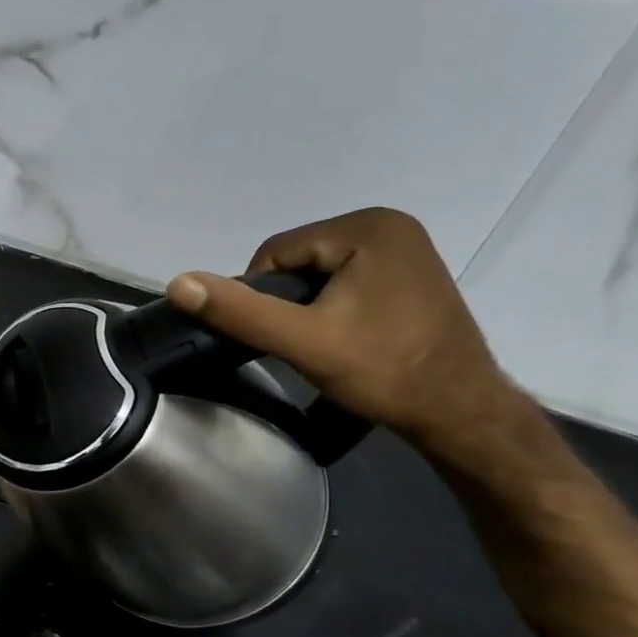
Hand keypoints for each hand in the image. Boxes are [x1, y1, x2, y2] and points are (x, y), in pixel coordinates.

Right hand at [166, 208, 519, 450]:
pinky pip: (345, 280)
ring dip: (307, 307)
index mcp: (369, 227)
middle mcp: (390, 224)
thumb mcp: (301, 340)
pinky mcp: (409, 273)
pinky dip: (332, 307)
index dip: (262, 297)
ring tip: (325, 344)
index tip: (281, 336)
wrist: (460, 412)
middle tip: (305, 344)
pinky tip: (346, 337)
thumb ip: (239, 310)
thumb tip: (177, 283)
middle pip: (298, 260)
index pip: (276, 253)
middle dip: (288, 302)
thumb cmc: (383, 371)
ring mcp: (405, 248)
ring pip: (318, 273)